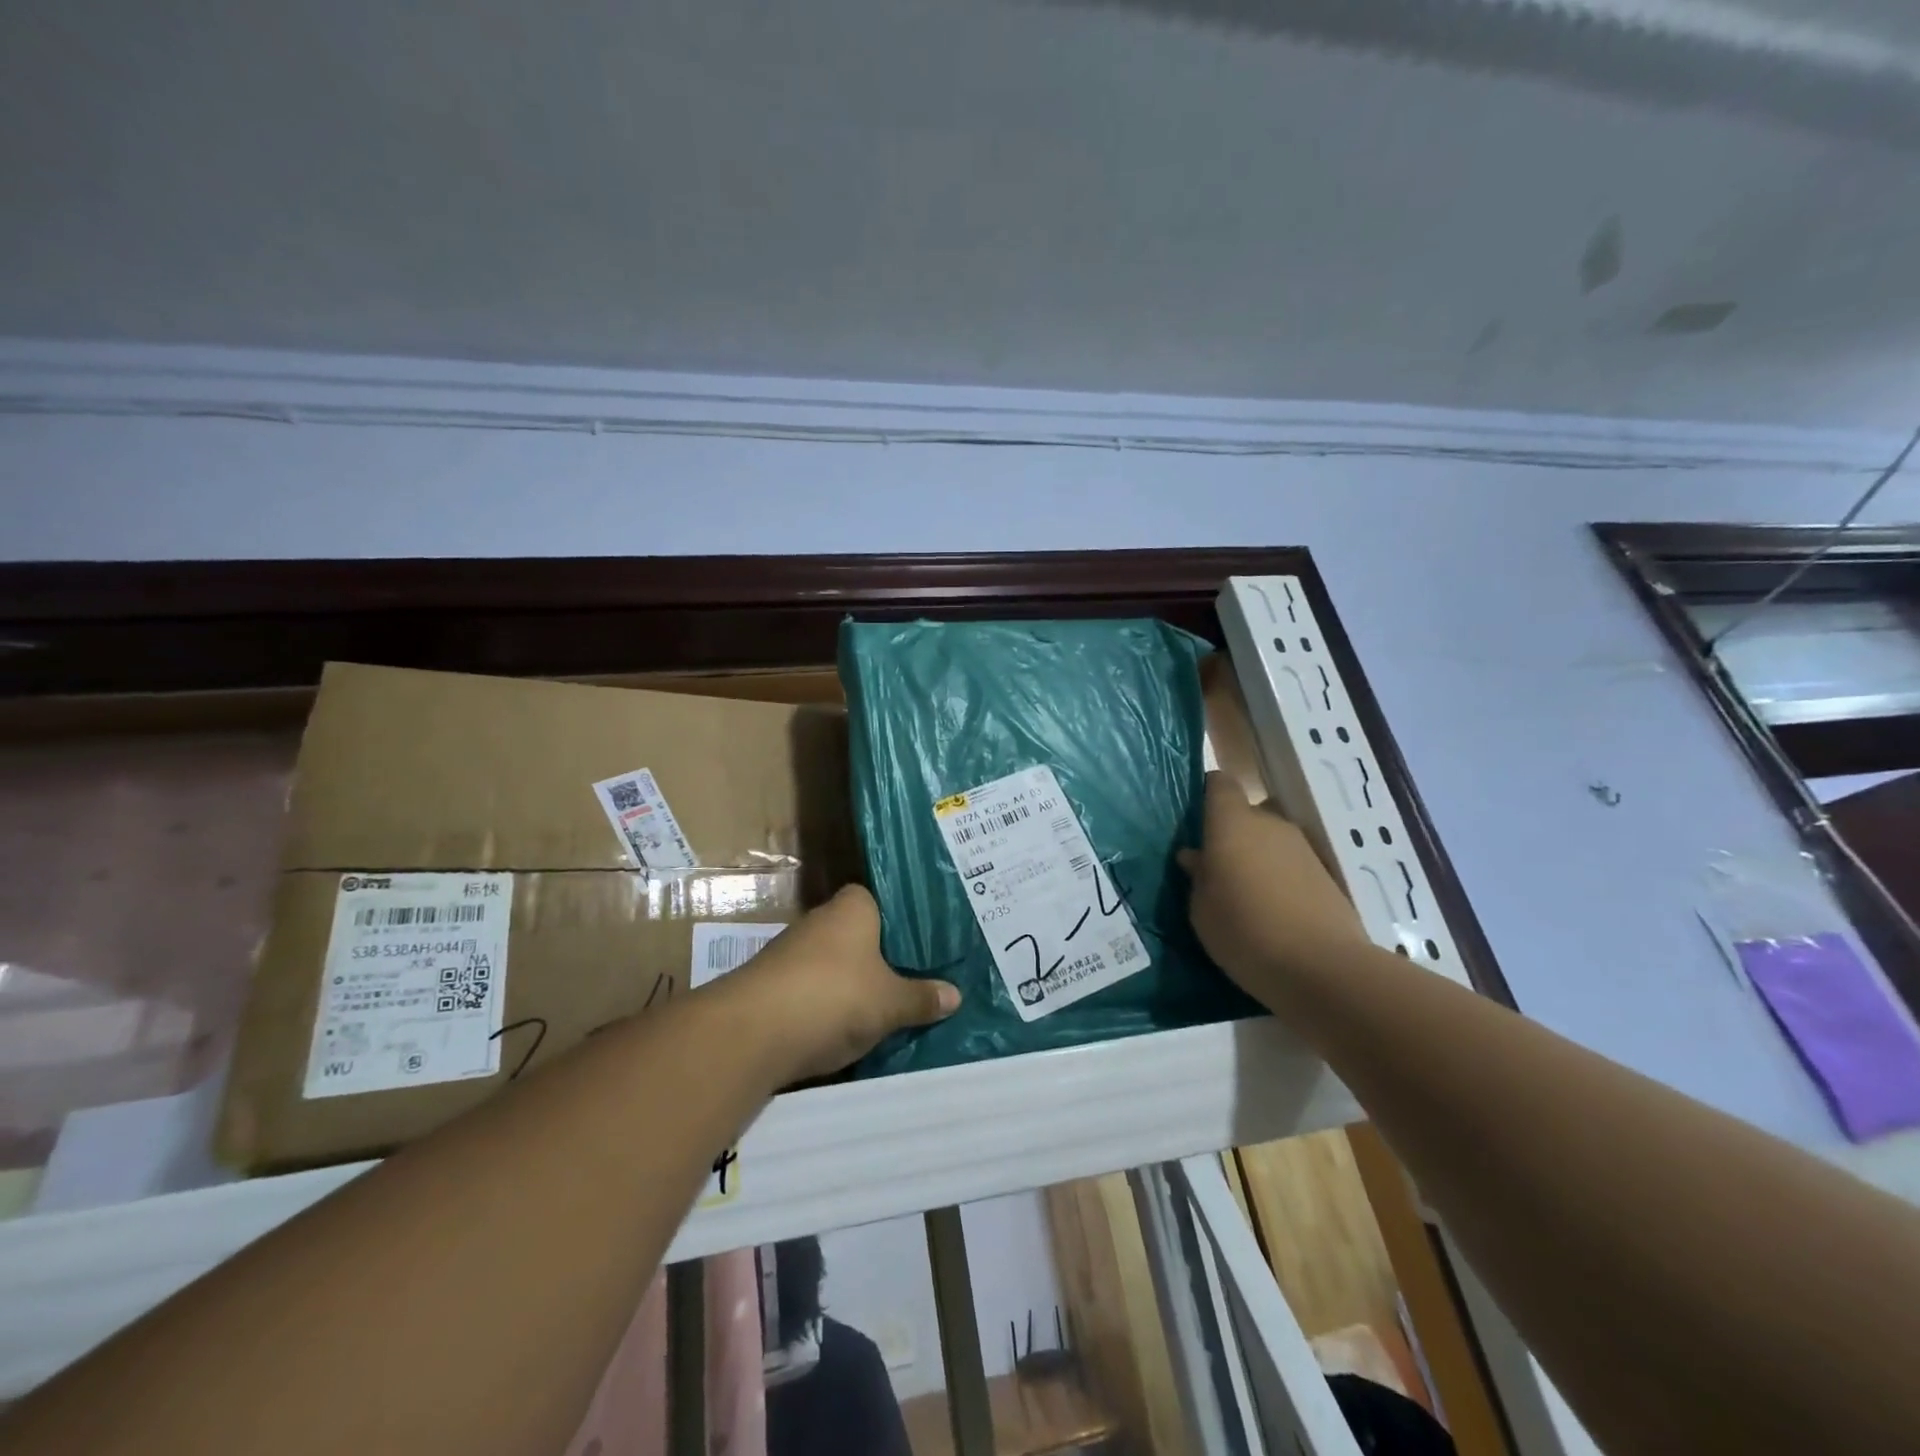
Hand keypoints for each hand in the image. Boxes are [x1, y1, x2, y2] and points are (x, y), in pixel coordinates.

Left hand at [720, 885, 959, 1082]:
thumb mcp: (890, 1003)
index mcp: (852, 907)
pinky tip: (847, 1030)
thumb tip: (955, 994)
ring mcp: (791, 953)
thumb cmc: (833, 997)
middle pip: (859, 936)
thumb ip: (921, 997)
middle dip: (881, 959)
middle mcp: (820, 920)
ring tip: (888, 1010)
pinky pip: (813, 992)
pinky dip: (828, 1007)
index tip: (926, 946)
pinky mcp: (772, 986)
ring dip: (853, 986)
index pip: (882, 902)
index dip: (903, 923)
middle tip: (917, 980)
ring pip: (836, 966)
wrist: (752, 1033)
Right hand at [1179, 772, 1369, 1000]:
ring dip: (1256, 858)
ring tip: (1244, 896)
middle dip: (1231, 835)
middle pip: (1247, 814)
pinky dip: (1279, 879)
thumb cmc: (1243, 931)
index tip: (1195, 822)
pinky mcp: (1326, 874)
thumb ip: (1198, 876)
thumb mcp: (1201, 909)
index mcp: (1232, 823)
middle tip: (1215, 869)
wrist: (1322, 968)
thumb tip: (1195, 856)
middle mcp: (1269, 823)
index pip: (1219, 784)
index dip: (1207, 795)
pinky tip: (1271, 912)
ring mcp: (1303, 848)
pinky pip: (1290, 865)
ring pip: (1270, 840)